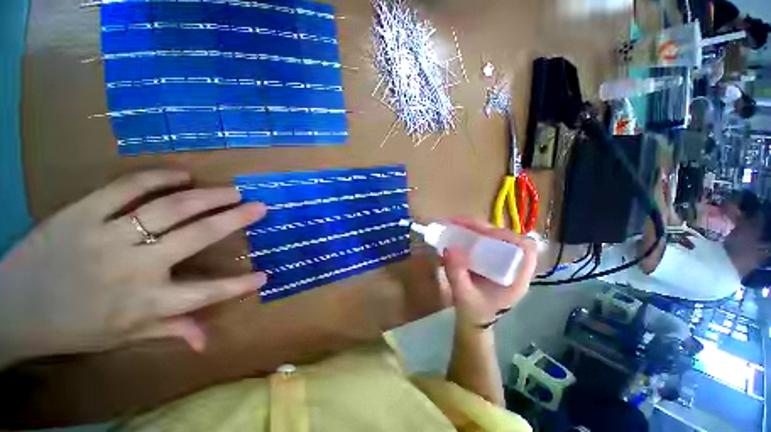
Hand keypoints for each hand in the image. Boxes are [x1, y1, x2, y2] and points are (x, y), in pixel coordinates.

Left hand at [0, 170, 266, 365]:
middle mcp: (134, 267)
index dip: (238, 285)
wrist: (10, 308)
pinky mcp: (82, 213)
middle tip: (259, 207)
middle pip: (197, 236)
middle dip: (235, 219)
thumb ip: (168, 331)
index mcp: (145, 302)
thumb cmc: (72, 327)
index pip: (205, 294)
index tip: (265, 275)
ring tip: (232, 191)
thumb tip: (206, 341)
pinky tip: (182, 175)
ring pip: (169, 208)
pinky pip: (125, 188)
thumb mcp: (122, 337)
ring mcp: (107, 236)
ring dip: (208, 197)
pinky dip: (157, 178)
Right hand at [441, 219, 537, 327]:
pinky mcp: (493, 261)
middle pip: (507, 238)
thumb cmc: (474, 312)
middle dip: (484, 228)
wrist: (474, 322)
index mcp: (516, 279)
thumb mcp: (463, 295)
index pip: (526, 248)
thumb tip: (448, 248)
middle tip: (461, 224)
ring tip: (457, 225)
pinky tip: (460, 234)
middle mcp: (514, 267)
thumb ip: (456, 273)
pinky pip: (487, 242)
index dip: (507, 236)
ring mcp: (503, 263)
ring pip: (496, 238)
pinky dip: (474, 235)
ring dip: (477, 229)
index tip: (483, 234)